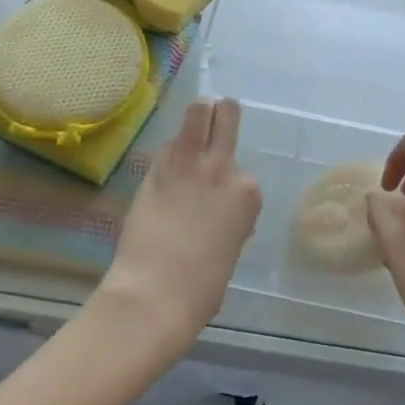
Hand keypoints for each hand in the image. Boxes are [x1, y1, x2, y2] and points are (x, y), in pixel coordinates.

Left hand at [99, 98, 261, 355]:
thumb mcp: (230, 248)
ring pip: (198, 111)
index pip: (242, 173)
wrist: (157, 293)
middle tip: (214, 118)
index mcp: (248, 194)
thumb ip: (227, 219)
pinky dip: (168, 150)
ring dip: (198, 113)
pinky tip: (163, 165)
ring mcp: (189, 163)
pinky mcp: (157, 167)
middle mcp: (224, 169)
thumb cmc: (201, 288)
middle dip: (221, 113)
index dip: (228, 182)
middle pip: (227, 115)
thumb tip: (214, 213)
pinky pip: (167, 144)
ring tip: (193, 119)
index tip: (217, 200)